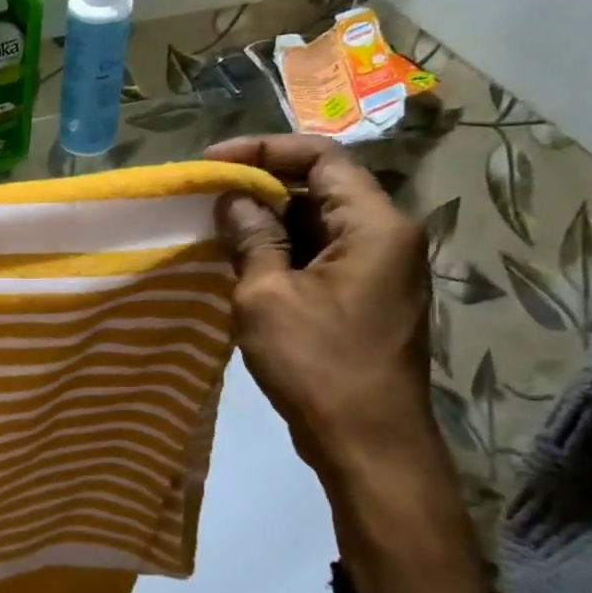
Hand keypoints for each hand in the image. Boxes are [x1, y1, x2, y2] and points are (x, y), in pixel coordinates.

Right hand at [205, 135, 488, 592]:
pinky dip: (280, 251)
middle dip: (261, 185)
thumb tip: (233, 199)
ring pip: (317, 224)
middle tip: (205, 196)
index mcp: (374, 225)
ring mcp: (378, 269)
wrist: (368, 442)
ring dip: (267, 221)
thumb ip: (251, 237)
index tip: (210, 162)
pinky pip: (319, 255)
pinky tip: (239, 261)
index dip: (264, 150)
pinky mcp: (363, 297)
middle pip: (321, 188)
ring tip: (213, 226)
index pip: (321, 158)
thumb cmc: (318, 363)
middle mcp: (386, 237)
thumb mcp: (267, 295)